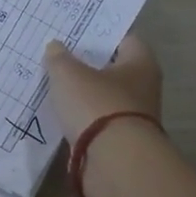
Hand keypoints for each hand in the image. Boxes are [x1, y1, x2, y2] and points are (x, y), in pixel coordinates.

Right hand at [42, 34, 162, 145]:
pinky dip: (80, 119)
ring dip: (82, 96)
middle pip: (112, 70)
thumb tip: (55, 47)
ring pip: (103, 98)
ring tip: (52, 86)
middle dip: (87, 66)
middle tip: (57, 58)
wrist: (114, 162)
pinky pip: (96, 123)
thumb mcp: (69, 75)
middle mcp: (143, 88)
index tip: (74, 34)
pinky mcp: (119, 142)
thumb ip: (59, 59)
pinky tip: (58, 115)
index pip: (124, 39)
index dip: (99, 35)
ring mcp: (132, 117)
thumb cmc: (97, 105)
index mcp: (140, 63)